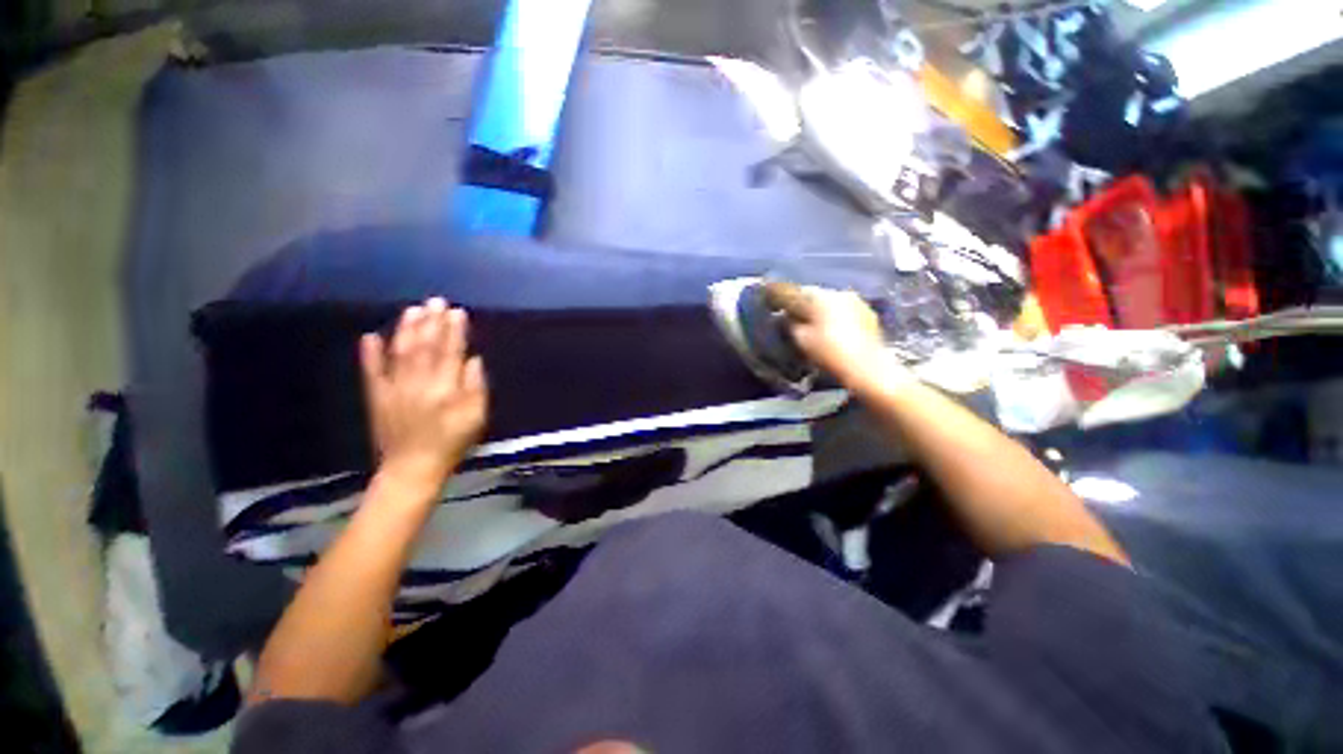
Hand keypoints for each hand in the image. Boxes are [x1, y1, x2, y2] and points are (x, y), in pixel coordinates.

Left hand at [360, 298, 488, 500]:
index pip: (451, 352)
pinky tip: (370, 336)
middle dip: (432, 322)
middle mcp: (418, 383)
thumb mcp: (476, 419)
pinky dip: (370, 354)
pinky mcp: (376, 397)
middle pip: (426, 347)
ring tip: (413, 310)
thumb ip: (476, 388)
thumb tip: (472, 360)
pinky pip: (371, 372)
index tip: (457, 312)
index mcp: (445, 389)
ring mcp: (394, 389)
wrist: (412, 469)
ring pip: (400, 353)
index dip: (454, 331)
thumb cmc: (452, 443)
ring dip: (406, 330)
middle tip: (435, 301)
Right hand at [765, 282, 902, 391]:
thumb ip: (790, 324)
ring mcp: (857, 303)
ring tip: (813, 325)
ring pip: (831, 302)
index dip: (784, 297)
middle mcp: (840, 293)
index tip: (774, 301)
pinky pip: (845, 311)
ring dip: (820, 310)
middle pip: (815, 295)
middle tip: (793, 316)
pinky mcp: (869, 315)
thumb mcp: (802, 340)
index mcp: (822, 297)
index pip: (797, 292)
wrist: (869, 368)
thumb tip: (785, 317)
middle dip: (804, 304)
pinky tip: (833, 330)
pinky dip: (835, 317)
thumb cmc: (830, 353)